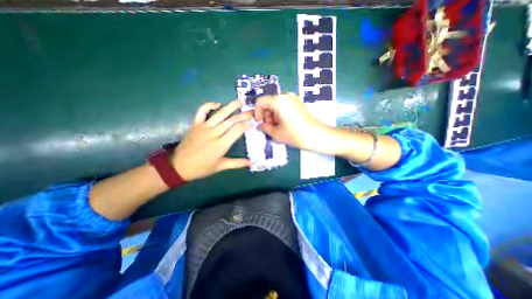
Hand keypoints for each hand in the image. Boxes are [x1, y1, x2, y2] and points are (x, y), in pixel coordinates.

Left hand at [171, 101, 250, 180]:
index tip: (253, 122)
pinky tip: (217, 104)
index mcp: (221, 144)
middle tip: (251, 111)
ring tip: (240, 101)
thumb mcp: (220, 167)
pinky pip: (201, 111)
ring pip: (220, 114)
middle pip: (231, 120)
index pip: (237, 130)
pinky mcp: (195, 124)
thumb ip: (237, 163)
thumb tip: (251, 163)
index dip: (246, 124)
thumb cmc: (202, 168)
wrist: (179, 166)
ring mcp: (204, 127)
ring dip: (231, 106)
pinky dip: (208, 105)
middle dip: (243, 115)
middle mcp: (214, 133)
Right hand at [254, 92, 330, 151]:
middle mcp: (285, 96)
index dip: (257, 112)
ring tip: (277, 127)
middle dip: (266, 115)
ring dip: (272, 115)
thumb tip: (260, 126)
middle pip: (268, 102)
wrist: (315, 135)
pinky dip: (280, 114)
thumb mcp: (276, 133)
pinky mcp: (298, 103)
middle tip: (269, 127)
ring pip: (276, 104)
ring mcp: (293, 98)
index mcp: (278, 101)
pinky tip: (284, 124)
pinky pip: (284, 105)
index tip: (260, 122)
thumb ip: (264, 128)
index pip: (260, 101)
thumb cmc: (294, 134)